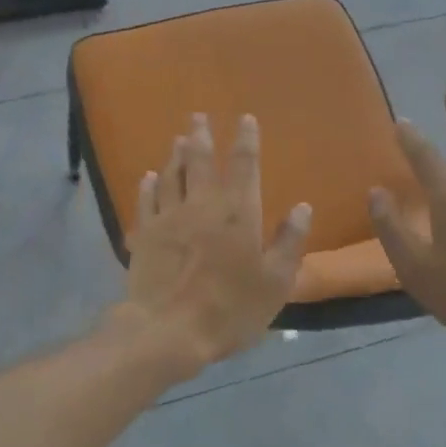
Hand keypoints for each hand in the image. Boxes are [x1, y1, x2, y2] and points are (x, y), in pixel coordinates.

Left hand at [123, 113, 311, 374]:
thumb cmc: (230, 308)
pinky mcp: (144, 233)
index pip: (244, 164)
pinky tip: (148, 176)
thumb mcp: (275, 282)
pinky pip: (146, 200)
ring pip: (171, 175)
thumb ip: (289, 242)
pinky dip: (148, 184)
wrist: (168, 330)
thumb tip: (301, 207)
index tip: (245, 118)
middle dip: (201, 134)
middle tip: (198, 116)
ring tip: (177, 139)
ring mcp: (168, 216)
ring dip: (175, 154)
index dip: (245, 139)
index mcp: (237, 212)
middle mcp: (201, 204)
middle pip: (200, 159)